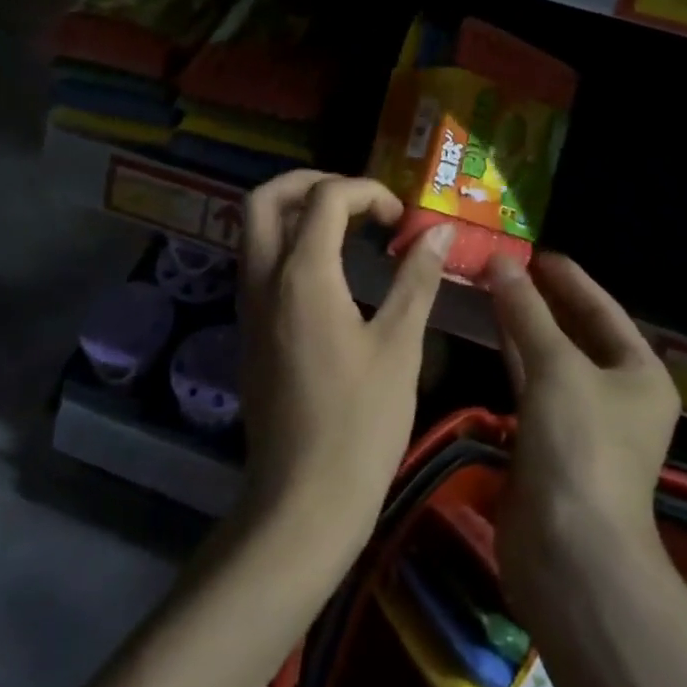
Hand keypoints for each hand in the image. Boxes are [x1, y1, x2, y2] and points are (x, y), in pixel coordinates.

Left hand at [238, 172, 454, 563]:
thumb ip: (415, 279)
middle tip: (354, 199)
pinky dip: (286, 244)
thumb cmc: (360, 424)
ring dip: (294, 211)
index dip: (367, 192)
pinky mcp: (249, 332)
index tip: (399, 220)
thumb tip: (437, 232)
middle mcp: (264, 279)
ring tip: (345, 227)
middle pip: (264, 198)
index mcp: (302, 275)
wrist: (302, 503)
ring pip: (253, 230)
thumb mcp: (399, 346)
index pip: (325, 197)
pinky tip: (328, 271)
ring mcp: (249, 306)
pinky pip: (258, 263)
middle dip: (309, 182)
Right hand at [483, 252, 680, 604]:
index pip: (602, 309)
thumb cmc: (580, 446)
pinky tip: (488, 330)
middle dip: (540, 298)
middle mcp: (616, 395)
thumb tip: (501, 262)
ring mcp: (580, 421)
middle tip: (503, 263)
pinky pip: (529, 385)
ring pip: (548, 357)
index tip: (534, 250)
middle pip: (575, 332)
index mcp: (640, 373)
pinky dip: (511, 356)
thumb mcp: (557, 366)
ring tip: (489, 285)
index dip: (569, 279)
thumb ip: (526, 311)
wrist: (570, 554)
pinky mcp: (547, 442)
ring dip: (521, 324)